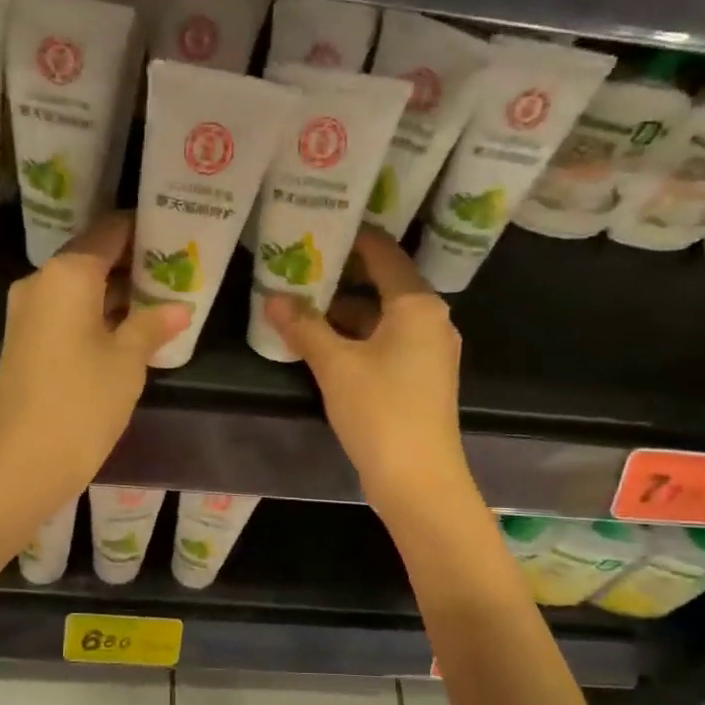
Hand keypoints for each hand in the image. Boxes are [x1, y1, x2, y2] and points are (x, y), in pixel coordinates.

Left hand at [0, 212, 190, 499]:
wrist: (26, 461)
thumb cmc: (83, 402)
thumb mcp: (128, 361)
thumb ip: (153, 325)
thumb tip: (179, 307)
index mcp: (67, 274)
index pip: (110, 232)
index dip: (143, 229)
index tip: (175, 232)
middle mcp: (41, 282)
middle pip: (92, 257)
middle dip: (132, 263)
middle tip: (176, 268)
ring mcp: (27, 313)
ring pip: (79, 288)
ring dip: (116, 292)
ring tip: (161, 297)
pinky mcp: (25, 341)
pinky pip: (66, 312)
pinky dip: (96, 313)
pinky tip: (129, 327)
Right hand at [266, 226, 475, 517]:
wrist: (419, 479)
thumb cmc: (380, 411)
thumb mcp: (335, 365)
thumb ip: (304, 327)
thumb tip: (273, 298)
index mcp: (417, 306)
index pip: (384, 254)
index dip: (353, 238)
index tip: (320, 225)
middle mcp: (431, 321)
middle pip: (384, 285)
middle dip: (342, 277)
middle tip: (301, 264)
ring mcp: (429, 352)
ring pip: (383, 318)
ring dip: (346, 311)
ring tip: (302, 303)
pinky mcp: (421, 379)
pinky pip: (387, 343)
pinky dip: (358, 337)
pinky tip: (324, 343)